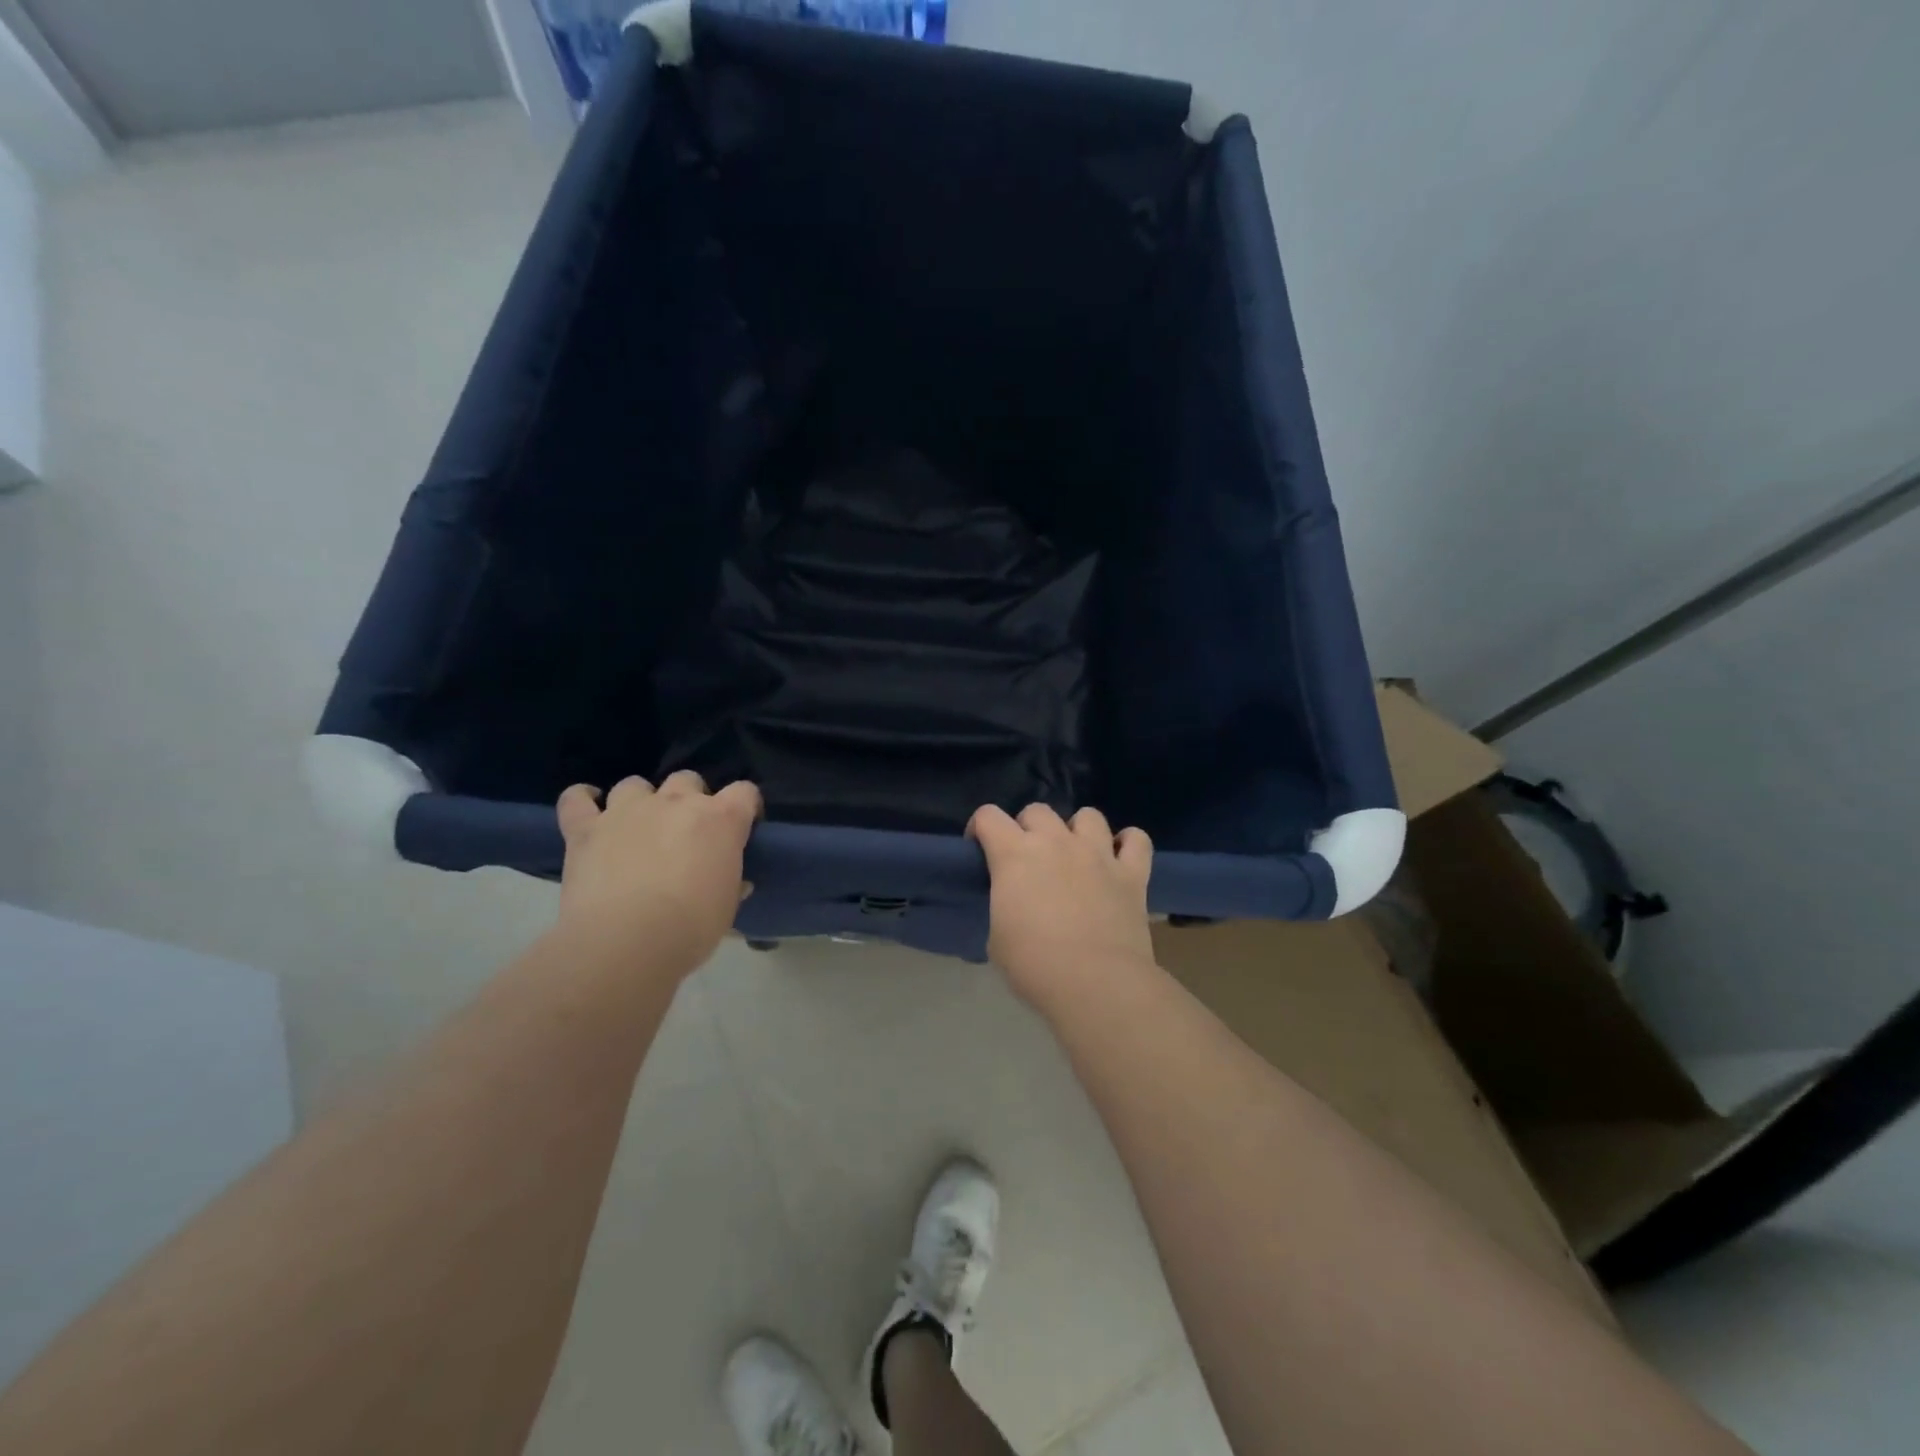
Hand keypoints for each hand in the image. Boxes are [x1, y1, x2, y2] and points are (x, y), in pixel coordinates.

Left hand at [555, 771, 761, 975]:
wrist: (626, 943)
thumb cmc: (690, 927)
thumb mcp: (727, 907)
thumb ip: (732, 884)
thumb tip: (737, 883)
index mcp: (721, 820)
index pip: (744, 792)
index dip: (745, 807)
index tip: (742, 828)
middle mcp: (676, 802)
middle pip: (688, 779)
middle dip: (689, 799)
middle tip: (686, 832)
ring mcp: (627, 811)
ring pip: (635, 785)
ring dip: (640, 800)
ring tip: (638, 826)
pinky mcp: (586, 828)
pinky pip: (576, 800)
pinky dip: (581, 800)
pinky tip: (587, 807)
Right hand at [968, 804, 1156, 1011]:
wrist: (1095, 983)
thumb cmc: (1034, 964)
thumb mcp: (997, 936)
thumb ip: (1004, 904)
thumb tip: (1015, 904)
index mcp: (1015, 855)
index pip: (988, 816)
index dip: (980, 828)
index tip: (980, 849)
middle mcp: (1057, 842)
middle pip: (1037, 810)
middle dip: (1027, 828)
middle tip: (1028, 859)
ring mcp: (1098, 853)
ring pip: (1088, 816)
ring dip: (1077, 830)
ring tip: (1075, 855)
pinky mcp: (1132, 873)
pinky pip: (1136, 839)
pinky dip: (1127, 844)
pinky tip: (1119, 859)